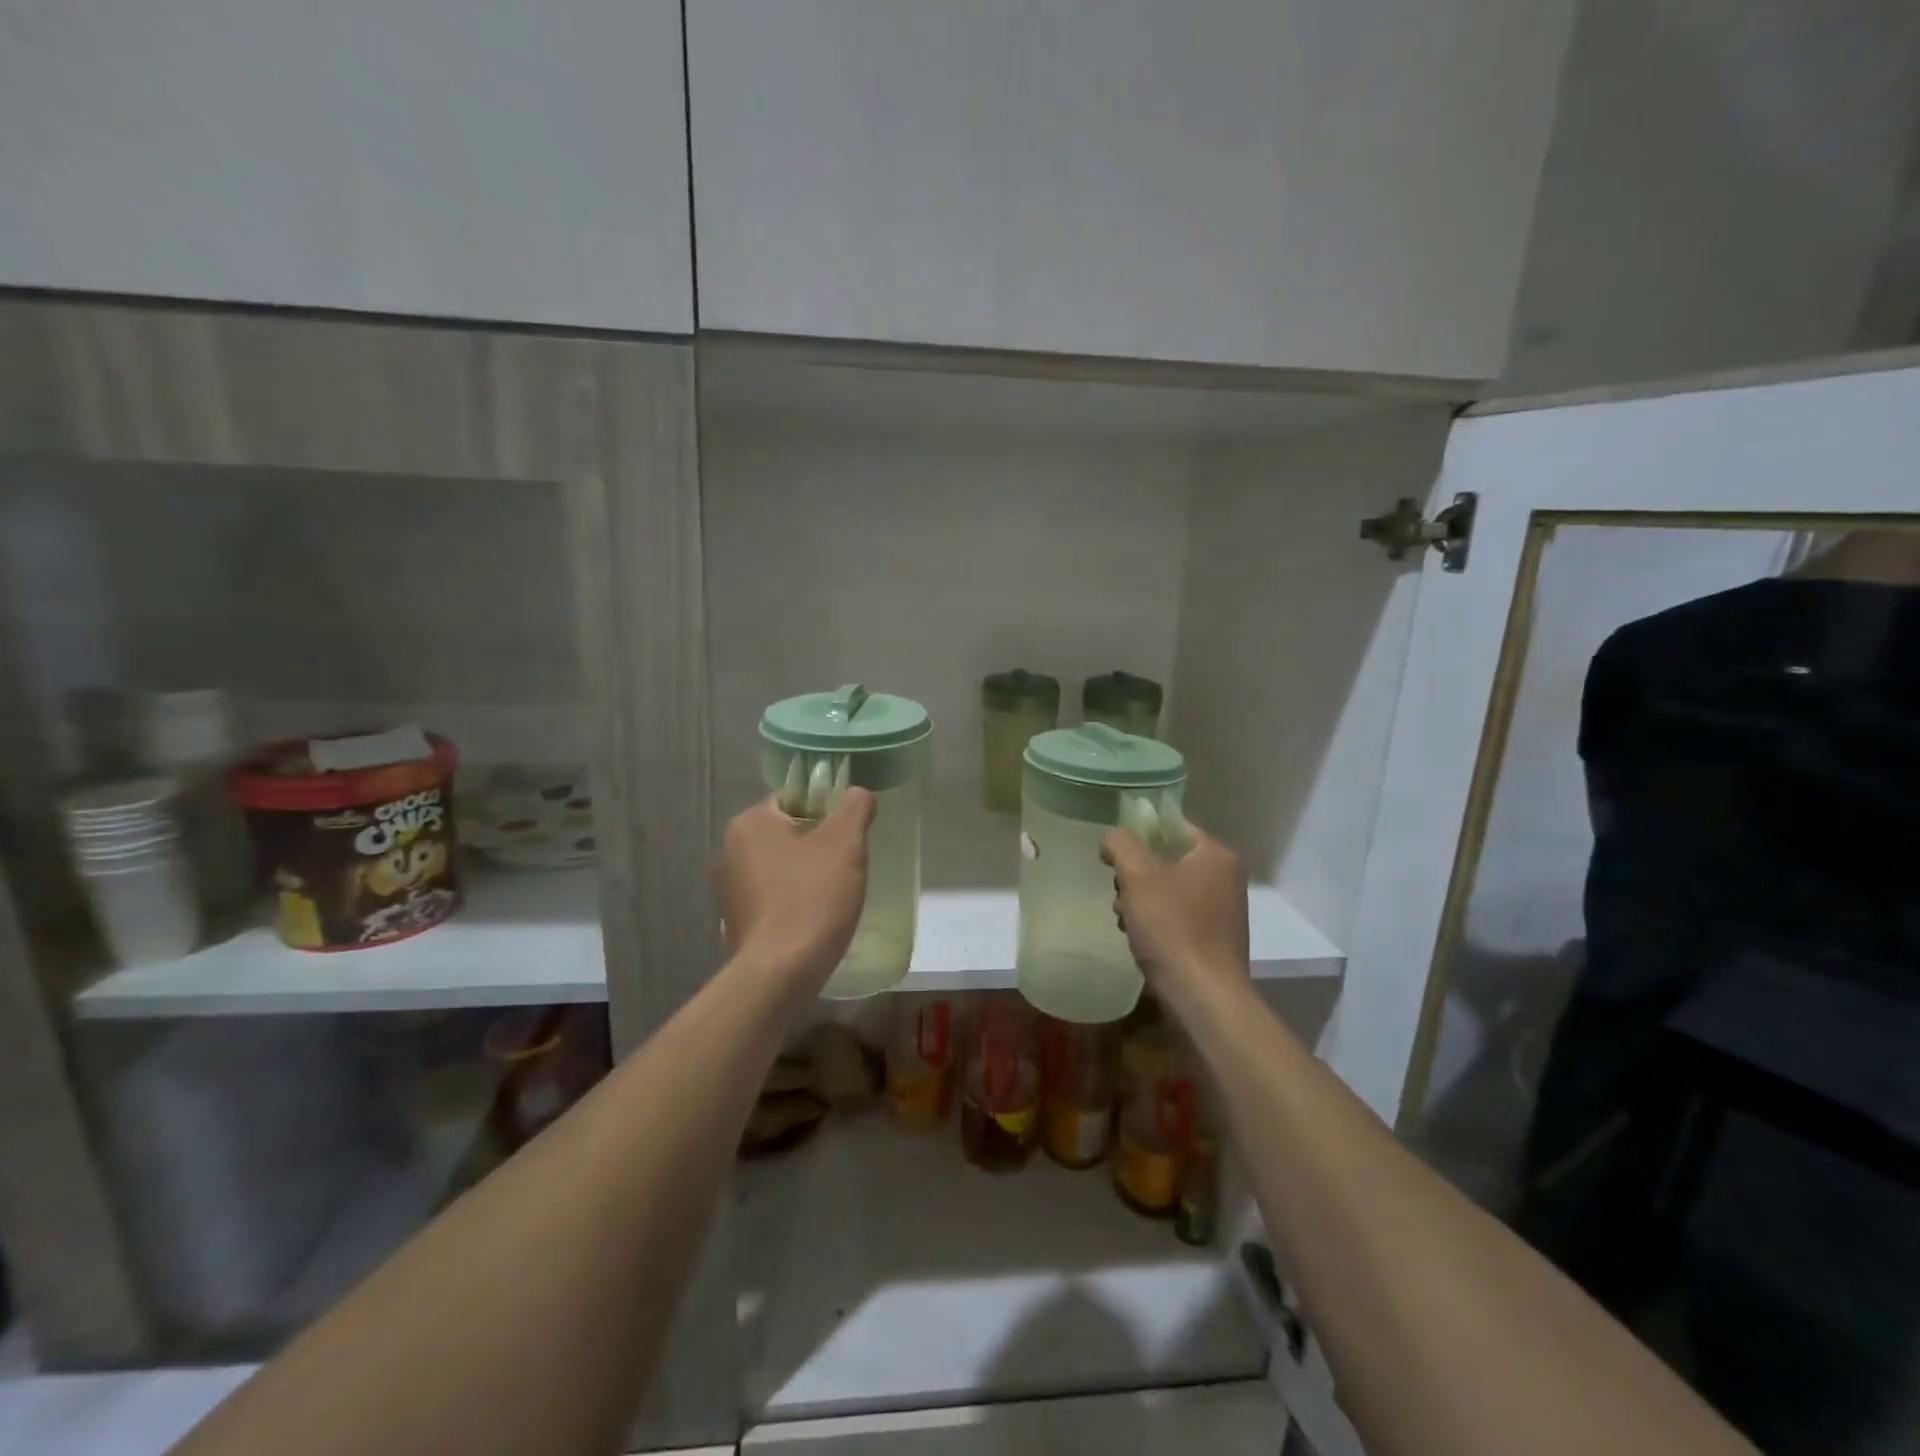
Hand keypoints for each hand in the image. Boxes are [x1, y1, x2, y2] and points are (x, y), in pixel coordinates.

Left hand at [715, 788, 875, 990]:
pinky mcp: (733, 919)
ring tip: (832, 894)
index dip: (827, 811)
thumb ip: (855, 806)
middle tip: (846, 864)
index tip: (849, 835)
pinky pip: (770, 895)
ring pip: (779, 865)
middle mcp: (729, 848)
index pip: (795, 798)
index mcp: (750, 822)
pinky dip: (791, 898)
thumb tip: (858, 793)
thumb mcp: (845, 842)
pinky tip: (812, 917)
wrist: (780, 972)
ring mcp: (727, 887)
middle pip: (787, 831)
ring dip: (804, 872)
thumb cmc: (812, 898)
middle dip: (817, 844)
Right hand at [1101, 822, 1249, 997]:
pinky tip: (1140, 939)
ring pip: (1168, 890)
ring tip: (1125, 919)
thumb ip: (1120, 844)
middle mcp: (1226, 879)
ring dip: (1140, 901)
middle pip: (1168, 859)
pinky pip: (1177, 917)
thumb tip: (1112, 838)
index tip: (1114, 855)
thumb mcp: (1138, 875)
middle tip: (1120, 892)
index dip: (1139, 835)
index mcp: (1216, 855)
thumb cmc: (1172, 928)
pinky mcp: (1214, 940)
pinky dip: (1156, 923)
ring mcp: (1223, 911)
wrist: (1203, 997)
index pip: (1173, 826)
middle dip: (1136, 875)